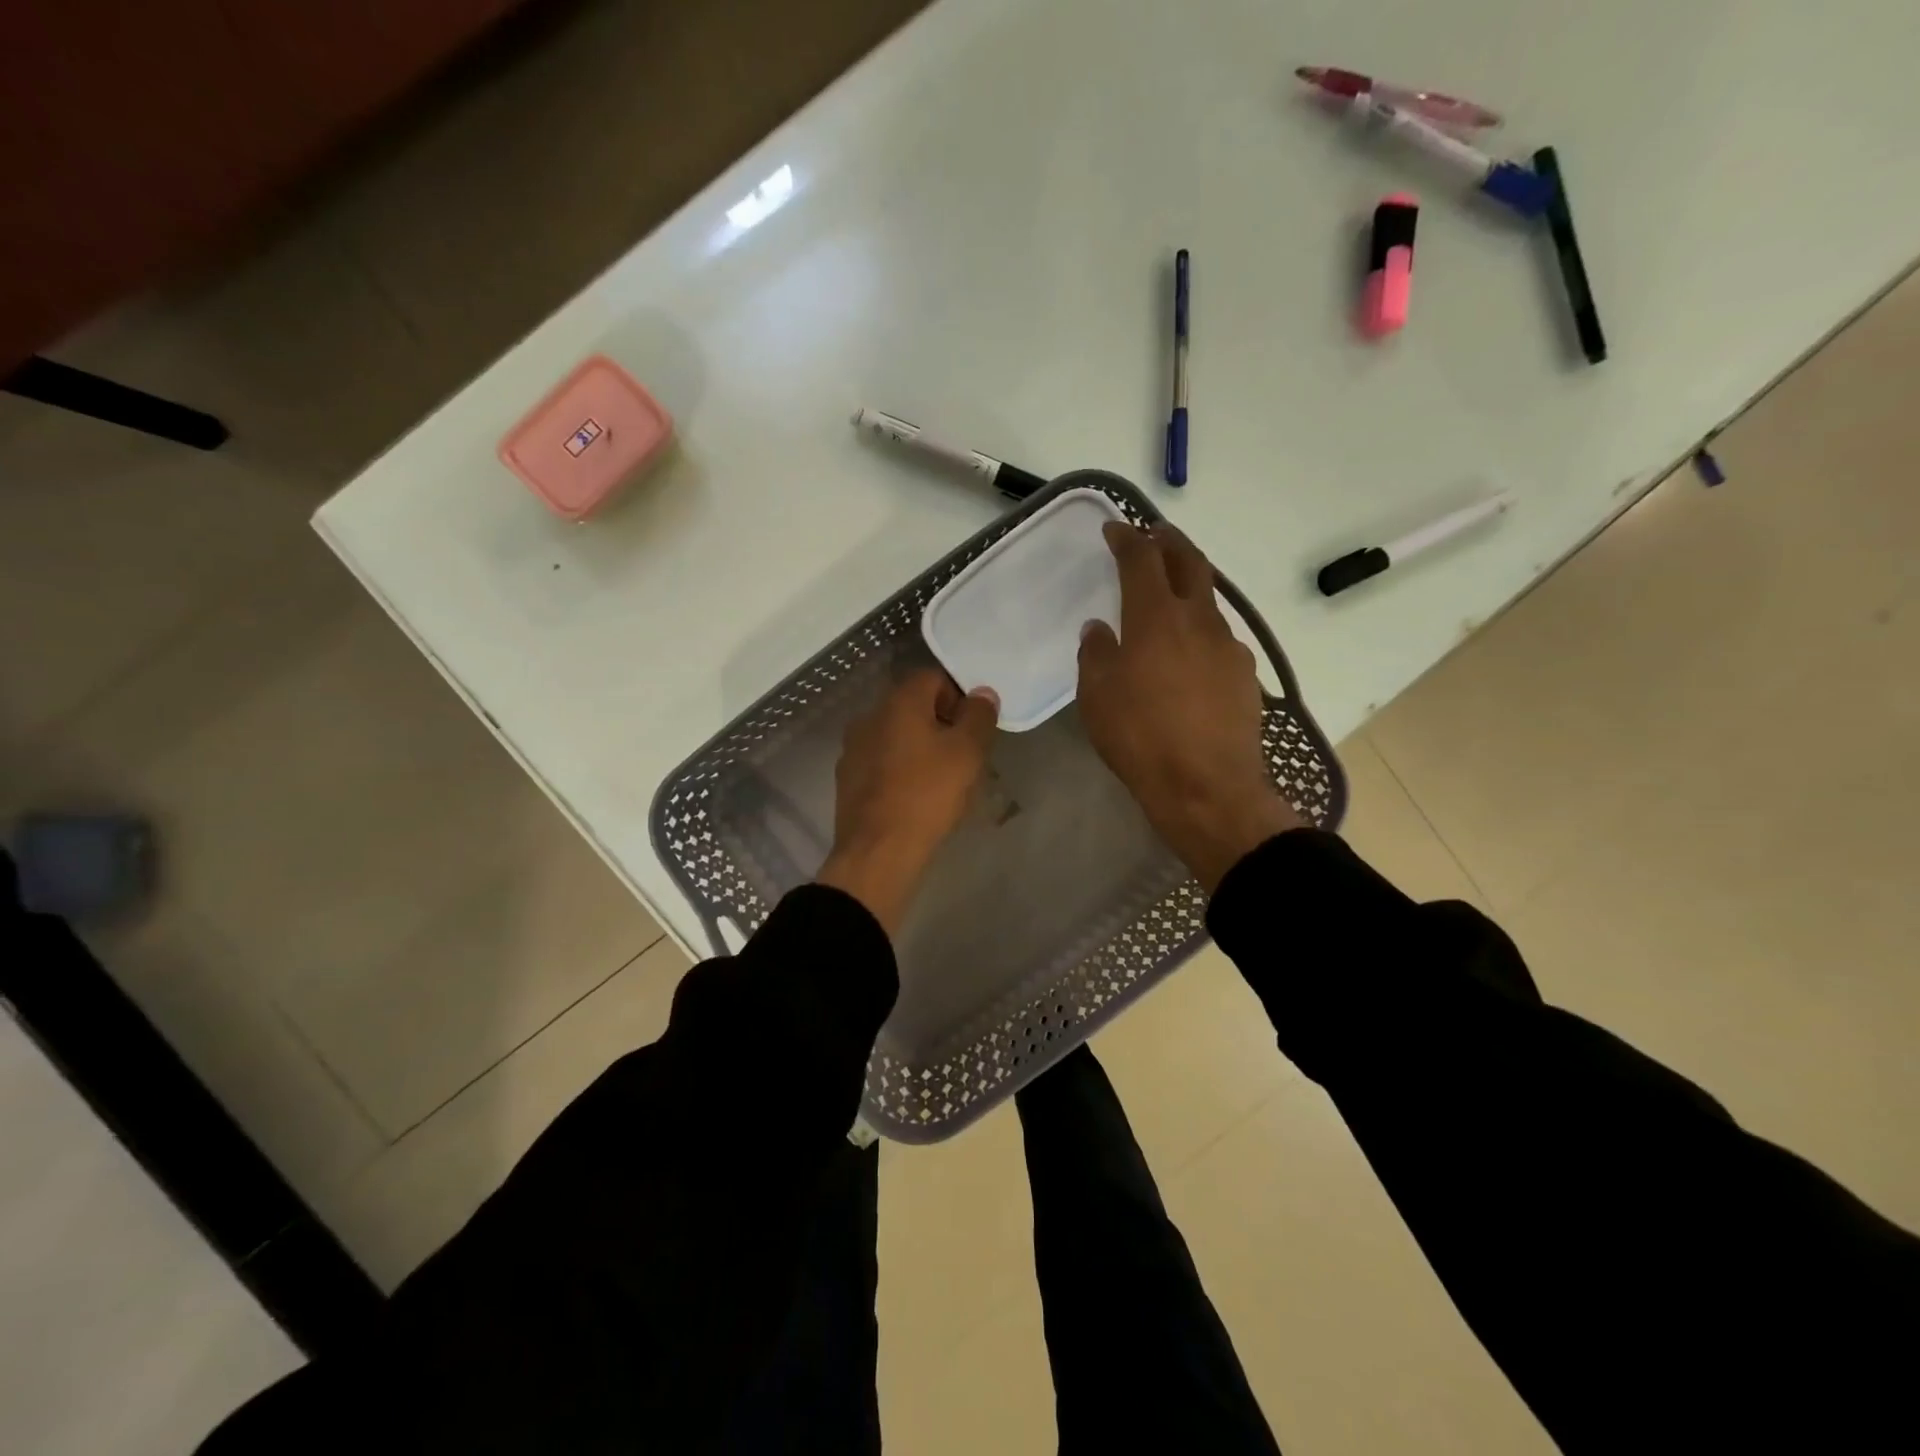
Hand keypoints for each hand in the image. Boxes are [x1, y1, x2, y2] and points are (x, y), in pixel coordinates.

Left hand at [817, 668, 999, 934]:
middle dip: (941, 723)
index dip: (960, 697)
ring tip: (941, 780)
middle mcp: (870, 716)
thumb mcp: (967, 752)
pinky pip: (882, 761)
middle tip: (963, 756)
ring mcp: (853, 748)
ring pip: (896, 735)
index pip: (934, 678)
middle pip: (913, 706)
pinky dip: (900, 769)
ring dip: (920, 748)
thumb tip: (982, 694)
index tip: (974, 729)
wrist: (878, 851)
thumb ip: (979, 716)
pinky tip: (915, 797)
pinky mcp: (847, 778)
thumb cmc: (927, 794)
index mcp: (898, 702)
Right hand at [1078, 522, 1302, 891]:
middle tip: (1154, 535)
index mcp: (1156, 618)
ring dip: (1189, 585)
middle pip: (1189, 562)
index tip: (1115, 529)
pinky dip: (1200, 627)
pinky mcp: (1244, 674)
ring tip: (1170, 595)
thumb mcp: (1097, 697)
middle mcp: (1198, 620)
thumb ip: (1095, 654)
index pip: (1142, 560)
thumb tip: (1099, 629)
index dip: (1127, 539)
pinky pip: (1219, 636)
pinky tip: (1189, 651)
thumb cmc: (1140, 738)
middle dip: (1169, 542)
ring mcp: (1228, 645)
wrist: (1208, 787)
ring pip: (1209, 599)